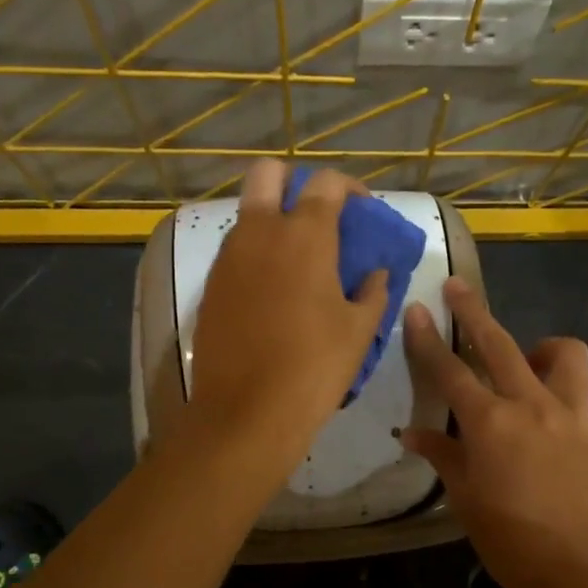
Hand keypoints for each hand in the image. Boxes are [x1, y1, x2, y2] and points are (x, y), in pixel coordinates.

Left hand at [188, 161, 388, 466]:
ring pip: (248, 213)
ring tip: (298, 258)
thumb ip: (373, 292)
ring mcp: (228, 258)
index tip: (362, 209)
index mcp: (304, 236)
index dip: (349, 187)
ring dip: (273, 219)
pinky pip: (235, 250)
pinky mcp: (211, 286)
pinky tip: (274, 289)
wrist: (246, 413)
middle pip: (268, 174)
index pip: (325, 182)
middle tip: (317, 214)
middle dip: (294, 181)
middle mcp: (260, 233)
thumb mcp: (358, 330)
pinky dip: (256, 252)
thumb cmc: (313, 368)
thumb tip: (377, 274)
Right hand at [400, 279, 587, 587]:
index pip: (449, 371)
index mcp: (489, 423)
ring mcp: (573, 414)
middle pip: (498, 343)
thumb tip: (411, 434)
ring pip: (567, 354)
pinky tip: (581, 394)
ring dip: (546, 348)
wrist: (576, 571)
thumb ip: (442, 455)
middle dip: (473, 311)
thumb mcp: (465, 498)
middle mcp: (531, 405)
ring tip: (532, 362)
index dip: (427, 339)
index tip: (416, 308)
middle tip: (457, 288)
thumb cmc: (509, 540)